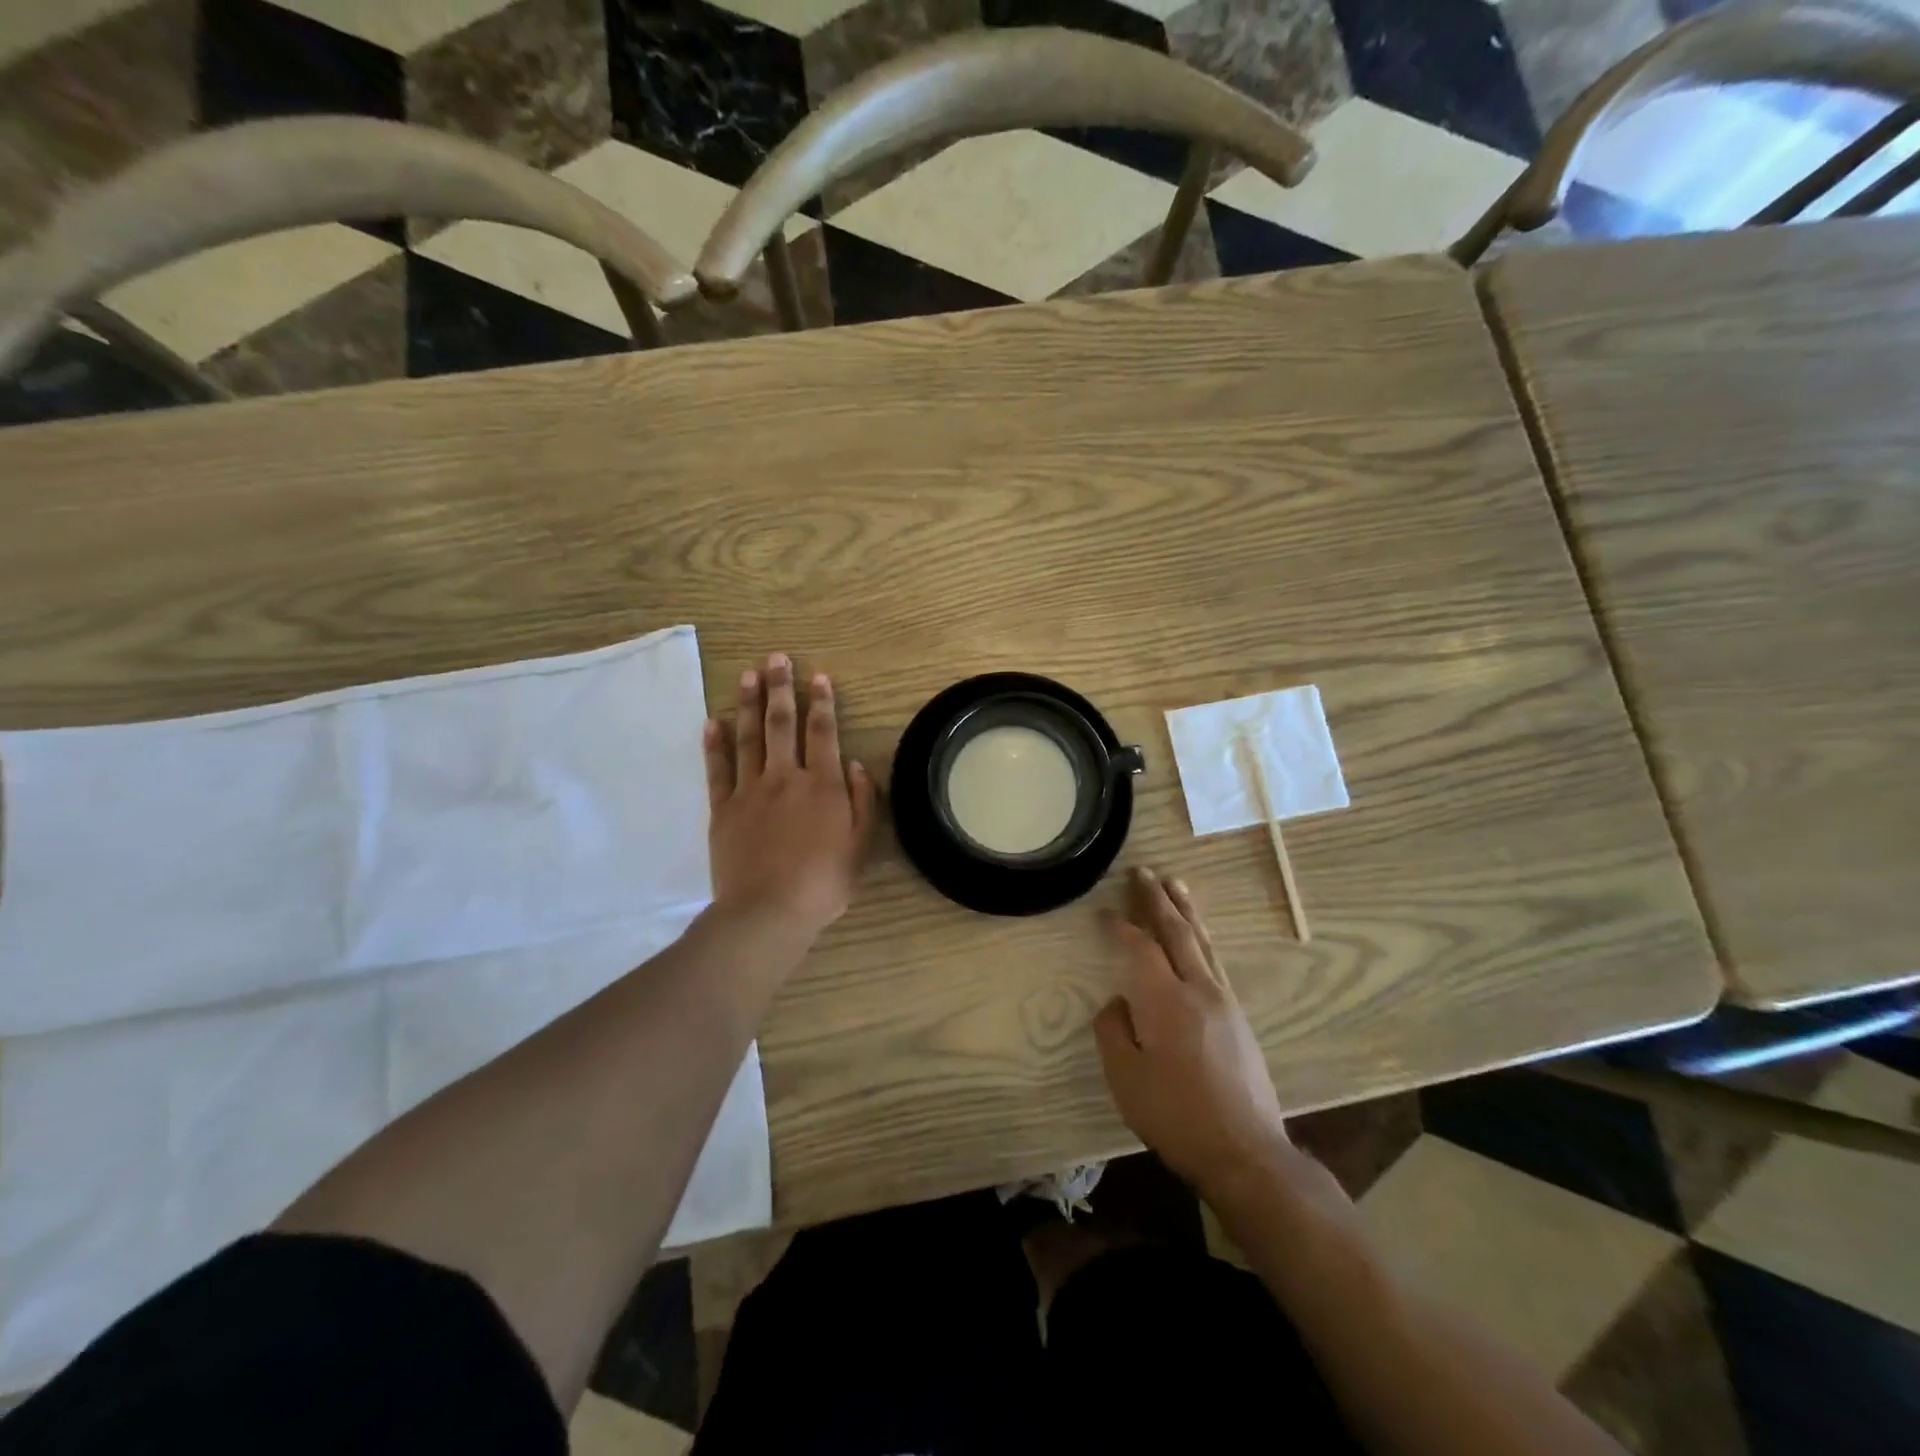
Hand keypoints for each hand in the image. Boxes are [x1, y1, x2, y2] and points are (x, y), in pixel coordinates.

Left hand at [703, 653, 874, 942]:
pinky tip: (714, 721)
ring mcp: (750, 791)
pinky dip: (715, 744)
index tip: (818, 676)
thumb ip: (862, 802)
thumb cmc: (823, 883)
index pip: (822, 733)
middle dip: (781, 689)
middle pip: (782, 725)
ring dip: (749, 704)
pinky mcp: (723, 809)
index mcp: (822, 785)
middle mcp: (785, 778)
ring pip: (749, 738)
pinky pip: (718, 770)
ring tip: (749, 675)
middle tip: (777, 658)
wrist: (768, 912)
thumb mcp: (860, 846)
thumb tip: (854, 764)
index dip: (821, 702)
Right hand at [1093, 868, 1291, 1200]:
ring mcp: (1224, 1001)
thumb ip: (1113, 1031)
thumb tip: (1117, 1003)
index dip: (1121, 926)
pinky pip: (1216, 962)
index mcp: (1165, 1000)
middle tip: (1143, 872)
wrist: (1245, 1152)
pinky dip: (1202, 939)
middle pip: (1176, 932)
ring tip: (1175, 885)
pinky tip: (1199, 939)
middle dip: (1157, 900)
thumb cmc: (1176, 1115)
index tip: (1105, 911)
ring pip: (1202, 943)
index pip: (1140, 948)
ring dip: (1186, 911)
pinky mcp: (1238, 1018)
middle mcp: (1198, 989)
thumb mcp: (1126, 1078)